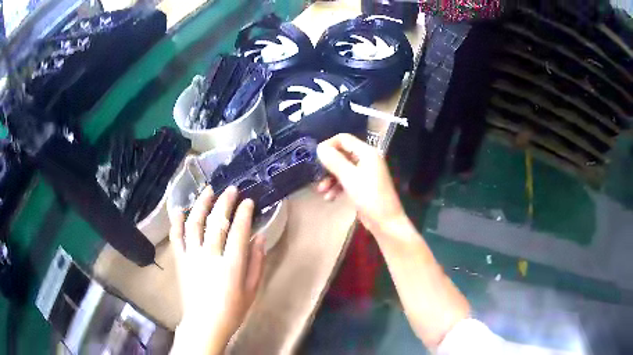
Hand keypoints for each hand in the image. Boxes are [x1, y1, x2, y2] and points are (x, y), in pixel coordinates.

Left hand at [169, 186, 265, 354]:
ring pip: (195, 224)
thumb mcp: (252, 290)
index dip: (244, 213)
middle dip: (225, 202)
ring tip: (208, 191)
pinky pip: (176, 237)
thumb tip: (260, 237)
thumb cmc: (232, 310)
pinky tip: (178, 209)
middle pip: (216, 222)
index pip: (238, 231)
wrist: (205, 324)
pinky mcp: (181, 261)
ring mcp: (192, 257)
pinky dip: (176, 221)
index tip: (248, 201)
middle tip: (231, 189)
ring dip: (201, 204)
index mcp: (231, 265)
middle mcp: (210, 256)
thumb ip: (257, 262)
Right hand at [316, 134, 405, 234]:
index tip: (315, 157)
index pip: (344, 139)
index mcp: (367, 152)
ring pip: (342, 169)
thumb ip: (334, 161)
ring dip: (330, 178)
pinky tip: (329, 198)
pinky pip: (347, 180)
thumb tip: (319, 147)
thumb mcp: (349, 177)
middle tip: (316, 175)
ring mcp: (365, 173)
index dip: (328, 145)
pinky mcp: (363, 186)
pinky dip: (337, 187)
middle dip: (328, 165)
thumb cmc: (369, 197)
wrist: (385, 222)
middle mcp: (367, 159)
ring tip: (321, 191)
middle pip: (342, 154)